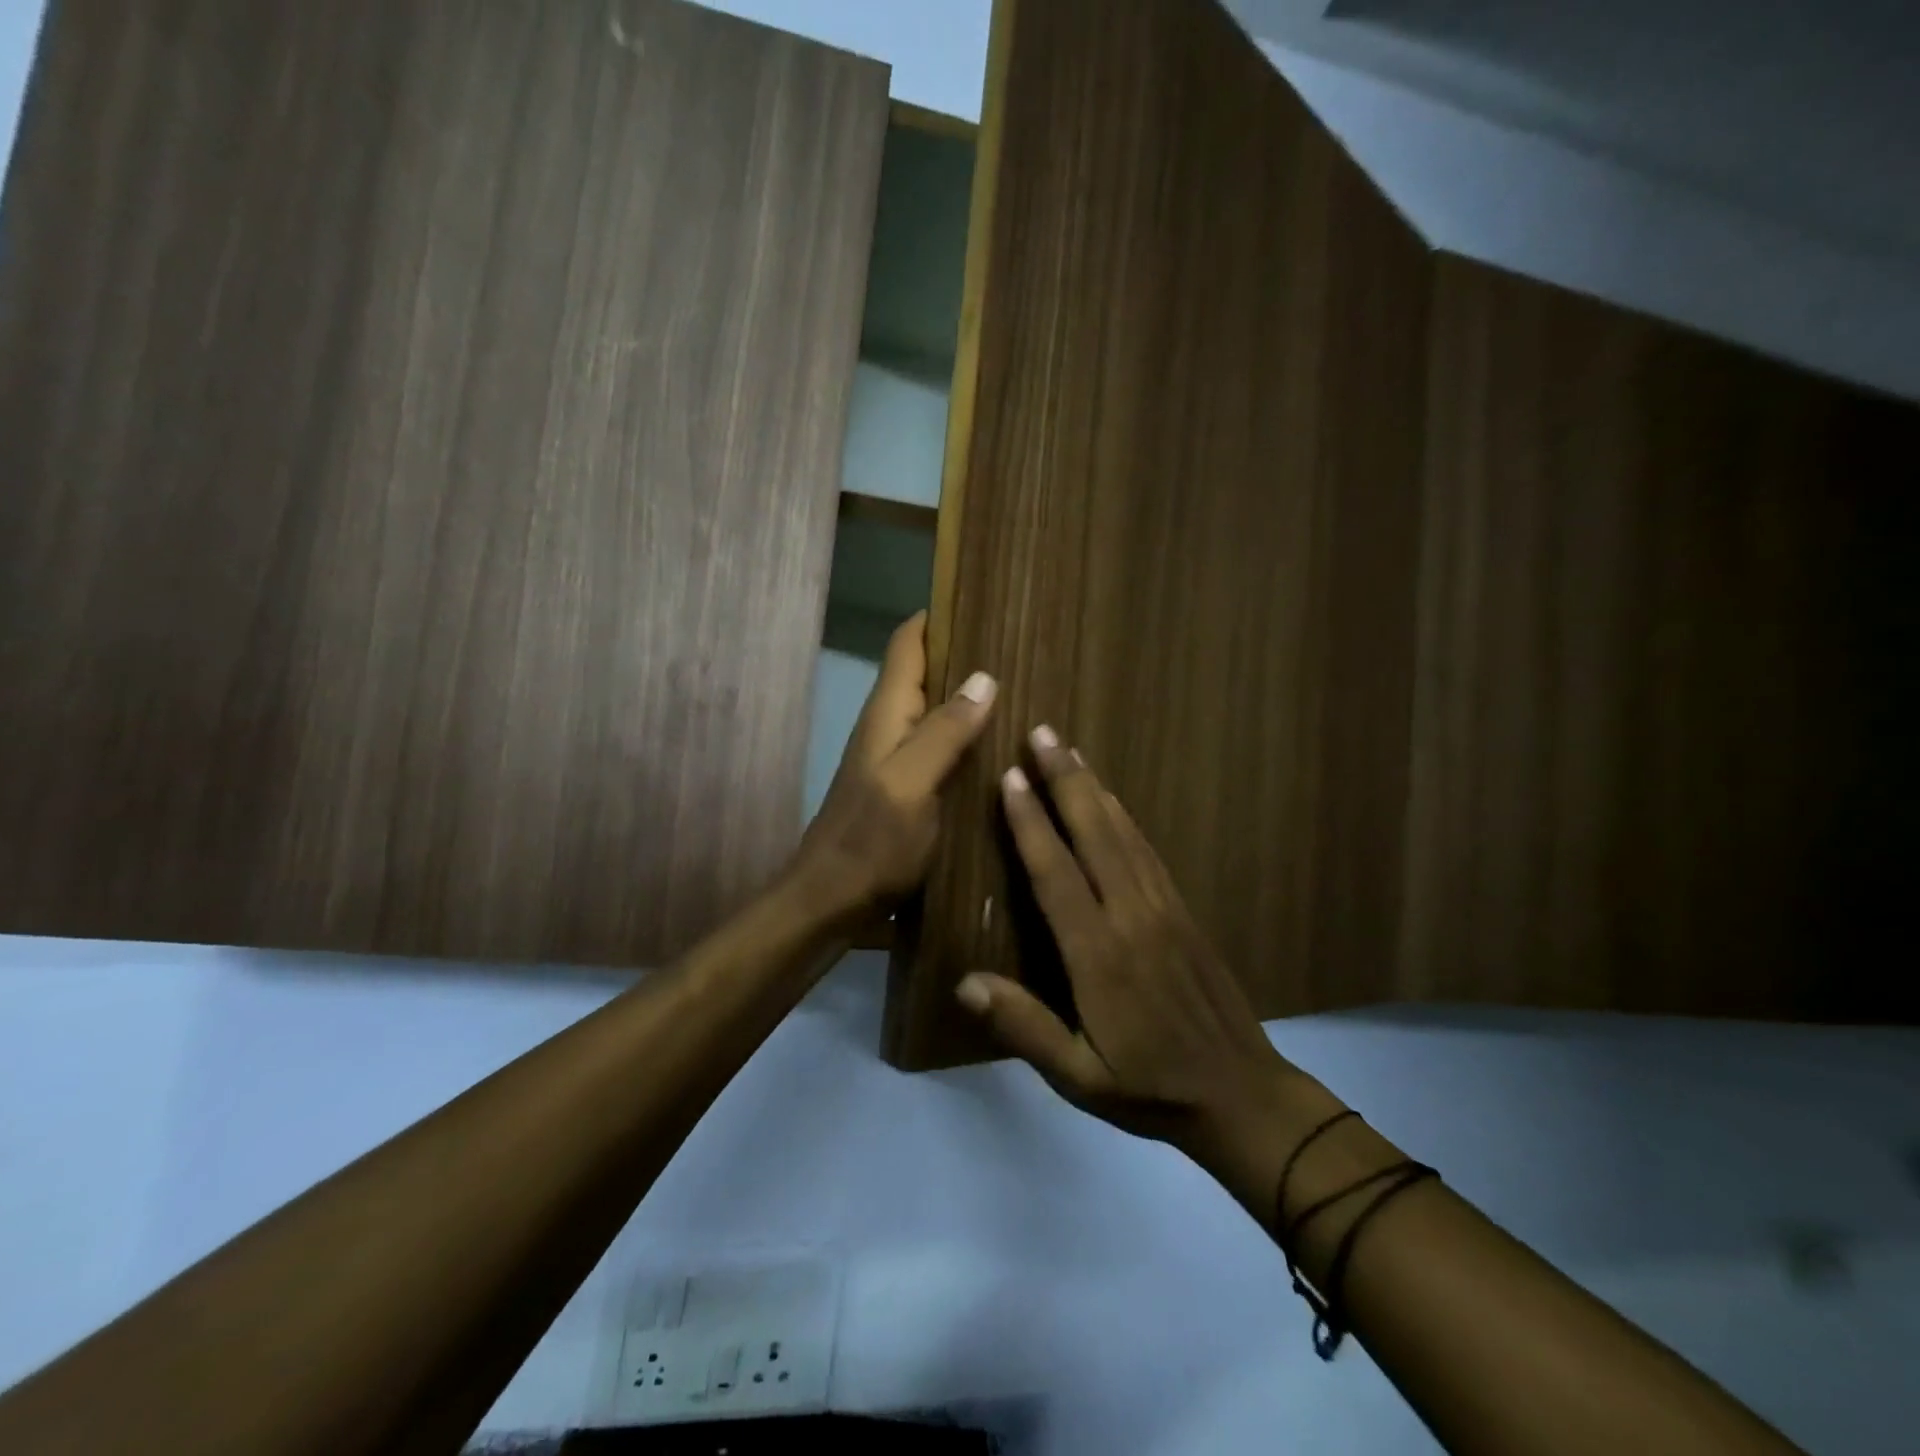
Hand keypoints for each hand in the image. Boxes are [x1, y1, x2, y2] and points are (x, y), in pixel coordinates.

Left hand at [790, 612, 995, 919]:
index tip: (983, 595)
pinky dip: (966, 733)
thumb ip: (945, 732)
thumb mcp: (912, 784)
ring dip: (968, 693)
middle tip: (1022, 642)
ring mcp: (897, 758)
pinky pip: (940, 744)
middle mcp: (890, 726)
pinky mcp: (906, 787)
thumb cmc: (871, 842)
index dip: (938, 615)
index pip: (908, 643)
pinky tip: (999, 744)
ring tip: (1023, 684)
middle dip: (964, 651)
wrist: (832, 901)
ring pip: (934, 708)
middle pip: (924, 671)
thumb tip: (984, 675)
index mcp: (888, 714)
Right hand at [955, 728, 1342, 1204]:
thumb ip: (1024, 1028)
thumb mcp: (1079, 1077)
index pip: (1057, 874)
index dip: (1032, 823)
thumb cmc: (1150, 1088)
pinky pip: (1148, 851)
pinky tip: (1112, 799)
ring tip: (1071, 751)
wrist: (1241, 1094)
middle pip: (1095, 834)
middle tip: (1043, 733)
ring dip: (1094, 788)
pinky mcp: (1183, 911)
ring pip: (1123, 834)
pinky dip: (1124, 816)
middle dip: (1066, 781)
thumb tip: (965, 983)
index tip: (1011, 778)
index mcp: (1099, 955)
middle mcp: (1131, 917)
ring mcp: (1163, 909)